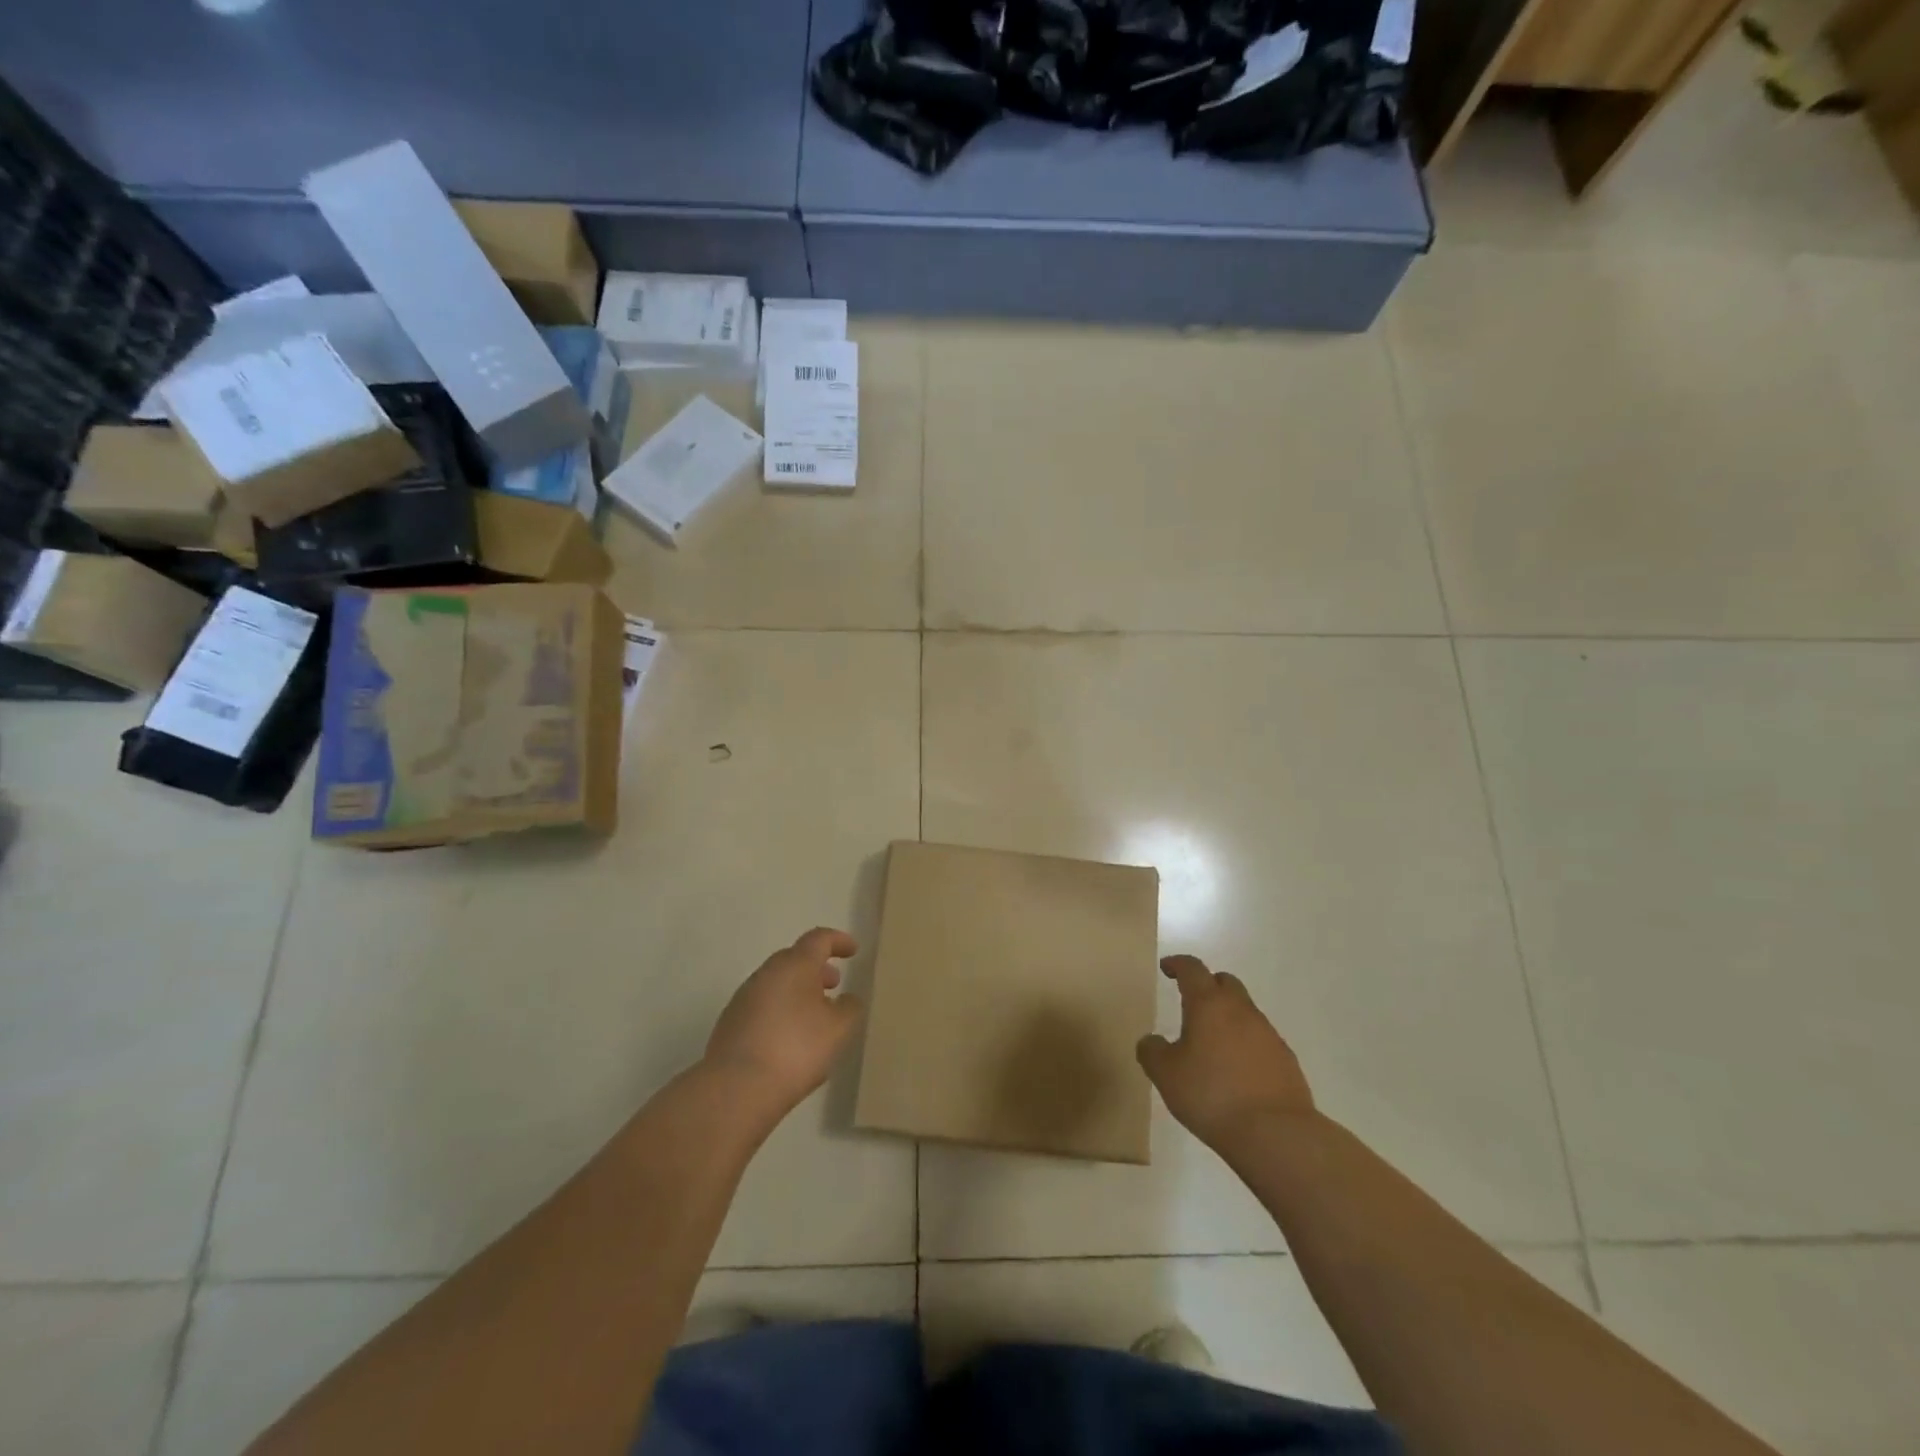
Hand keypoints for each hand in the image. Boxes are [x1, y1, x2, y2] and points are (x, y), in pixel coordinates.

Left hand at [705, 928, 864, 1115]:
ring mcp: (744, 998)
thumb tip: (847, 999)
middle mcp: (767, 973)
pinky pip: (763, 1006)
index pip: (818, 939)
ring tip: (815, 1016)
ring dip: (798, 991)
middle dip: (817, 968)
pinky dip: (781, 1011)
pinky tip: (790, 1038)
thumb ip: (850, 1008)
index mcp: (795, 964)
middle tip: (835, 984)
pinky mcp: (730, 1023)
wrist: (736, 1088)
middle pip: (795, 959)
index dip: (838, 941)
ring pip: (777, 983)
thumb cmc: (796, 1048)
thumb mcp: (839, 1029)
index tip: (852, 951)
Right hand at [1137, 955, 1315, 1148]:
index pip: (1192, 969)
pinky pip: (1260, 1039)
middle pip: (1225, 982)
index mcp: (1209, 1004)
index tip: (1167, 968)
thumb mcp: (1166, 1075)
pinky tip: (1236, 1070)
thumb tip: (1152, 1041)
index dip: (1177, 964)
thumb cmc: (1212, 1095)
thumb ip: (1152, 1052)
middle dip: (1207, 985)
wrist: (1276, 1134)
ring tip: (1211, 1043)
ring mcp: (1268, 1034)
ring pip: (1244, 1011)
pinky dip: (1245, 1043)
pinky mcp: (1286, 1060)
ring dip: (1227, 1017)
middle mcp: (1241, 1010)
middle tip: (1191, 1001)